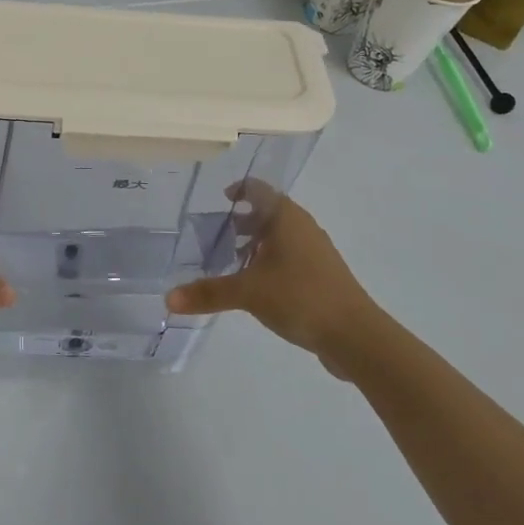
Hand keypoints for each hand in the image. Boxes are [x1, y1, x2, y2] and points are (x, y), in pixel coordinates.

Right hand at [165, 183, 379, 372]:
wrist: (356, 336)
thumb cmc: (300, 297)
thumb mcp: (248, 293)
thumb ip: (208, 293)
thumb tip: (167, 299)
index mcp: (285, 217)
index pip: (257, 189)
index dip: (237, 190)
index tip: (219, 199)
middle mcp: (302, 226)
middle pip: (268, 212)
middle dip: (242, 221)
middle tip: (215, 234)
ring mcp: (316, 251)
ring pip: (280, 236)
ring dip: (256, 243)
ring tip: (231, 261)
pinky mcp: (322, 275)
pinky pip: (290, 257)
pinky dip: (270, 261)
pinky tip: (257, 285)